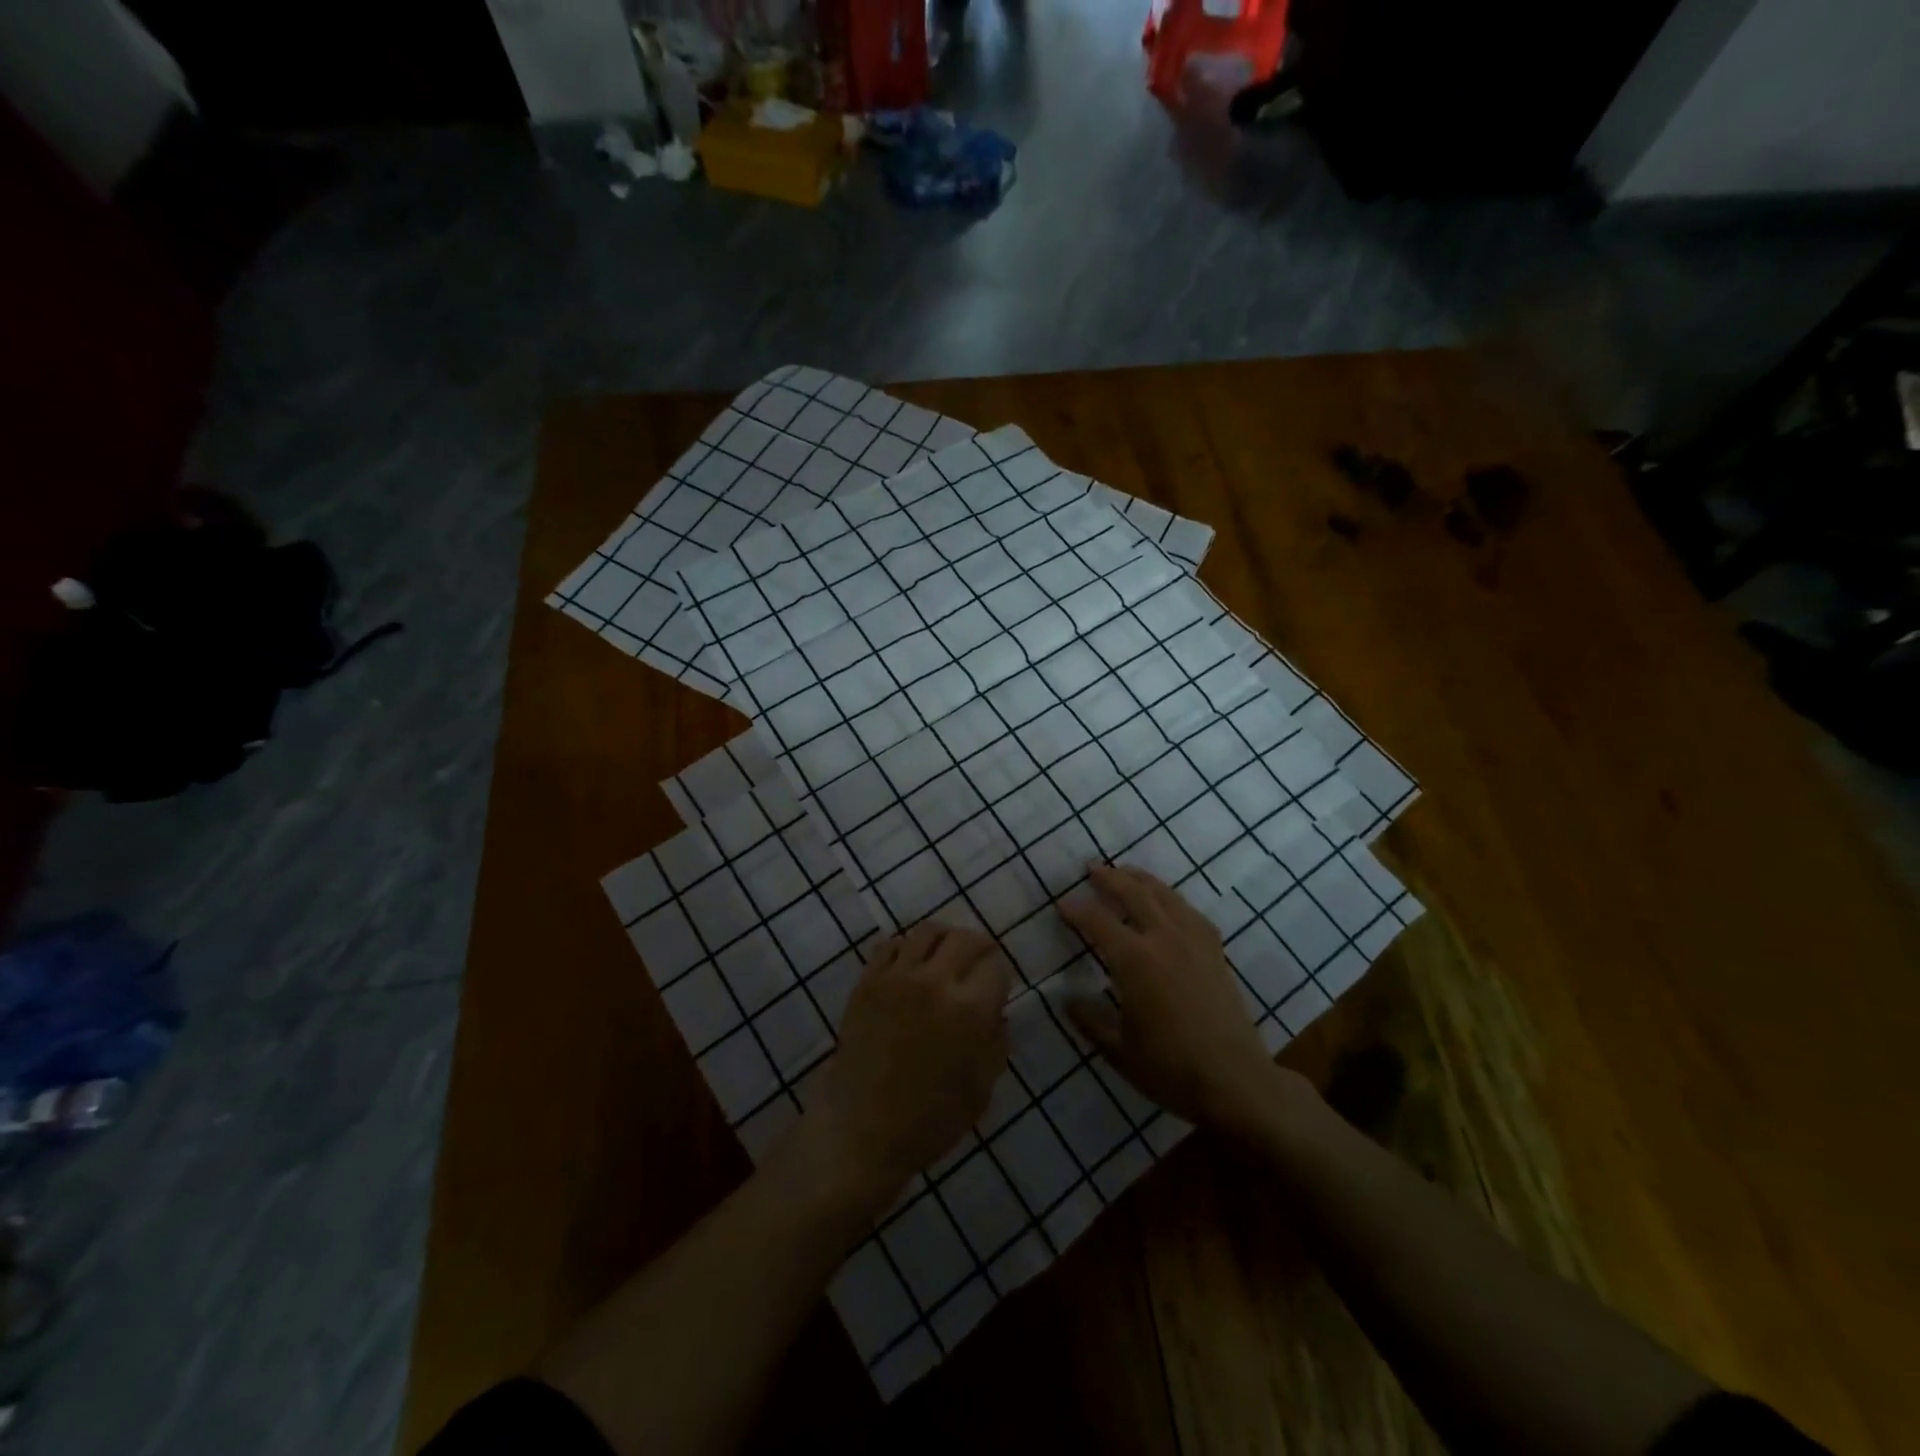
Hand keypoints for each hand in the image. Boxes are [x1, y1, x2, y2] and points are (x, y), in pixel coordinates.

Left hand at [805, 923, 1011, 1205]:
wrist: (861, 1131)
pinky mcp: (867, 981)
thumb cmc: (929, 1120)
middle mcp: (935, 982)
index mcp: (970, 1010)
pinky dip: (906, 949)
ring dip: (944, 939)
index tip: (997, 985)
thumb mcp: (981, 1090)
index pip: (996, 967)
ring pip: (928, 932)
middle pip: (965, 939)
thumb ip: (996, 1043)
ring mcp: (897, 977)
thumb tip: (998, 1012)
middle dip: (980, 946)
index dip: (1001, 975)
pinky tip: (910, 967)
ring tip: (945, 955)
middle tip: (979, 960)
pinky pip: (891, 945)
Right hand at [1060, 864, 1304, 1131]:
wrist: (1235, 1080)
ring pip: (1165, 895)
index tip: (1061, 904)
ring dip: (1142, 880)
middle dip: (1110, 878)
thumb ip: (1090, 1020)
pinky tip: (1168, 903)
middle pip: (1134, 894)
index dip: (1077, 910)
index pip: (1098, 922)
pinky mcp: (1215, 952)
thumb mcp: (1118, 1050)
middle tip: (1092, 868)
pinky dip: (1173, 899)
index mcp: (1135, 961)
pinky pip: (1190, 912)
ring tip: (1127, 873)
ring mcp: (1194, 942)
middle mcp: (1164, 939)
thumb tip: (1067, 1000)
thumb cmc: (1170, 1068)